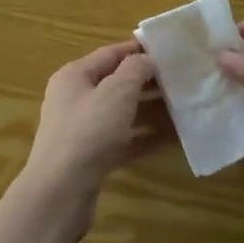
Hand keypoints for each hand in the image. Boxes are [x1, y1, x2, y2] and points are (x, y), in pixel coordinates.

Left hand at [18, 40, 164, 233]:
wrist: (60, 193)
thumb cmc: (88, 132)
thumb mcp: (116, 92)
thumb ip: (135, 70)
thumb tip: (147, 59)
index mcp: (74, 76)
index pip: (110, 53)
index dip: (139, 50)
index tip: (170, 49)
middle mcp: (76, 99)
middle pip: (117, 83)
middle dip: (149, 81)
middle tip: (183, 80)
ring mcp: (83, 131)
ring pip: (122, 114)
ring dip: (151, 110)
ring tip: (184, 107)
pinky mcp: (92, 158)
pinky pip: (124, 141)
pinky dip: (146, 138)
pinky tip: (174, 138)